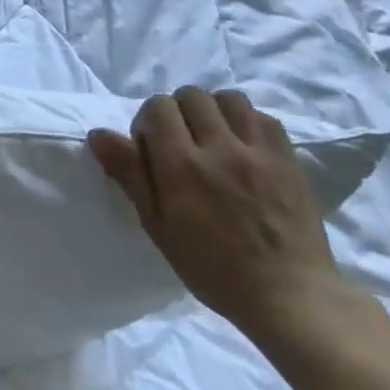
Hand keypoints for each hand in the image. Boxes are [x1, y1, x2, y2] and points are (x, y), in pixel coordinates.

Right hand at [88, 86, 344, 346]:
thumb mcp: (156, 224)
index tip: (150, 148)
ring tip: (211, 138)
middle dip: (177, 111)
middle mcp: (221, 148)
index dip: (147, 121)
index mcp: (182, 165)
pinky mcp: (289, 161)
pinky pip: (264, 118)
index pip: (158, 107)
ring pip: (230, 98)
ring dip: (212, 110)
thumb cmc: (210, 266)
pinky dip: (246, 122)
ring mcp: (260, 152)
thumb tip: (99, 134)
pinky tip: (242, 147)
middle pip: (192, 95)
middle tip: (178, 141)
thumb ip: (129, 173)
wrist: (288, 294)